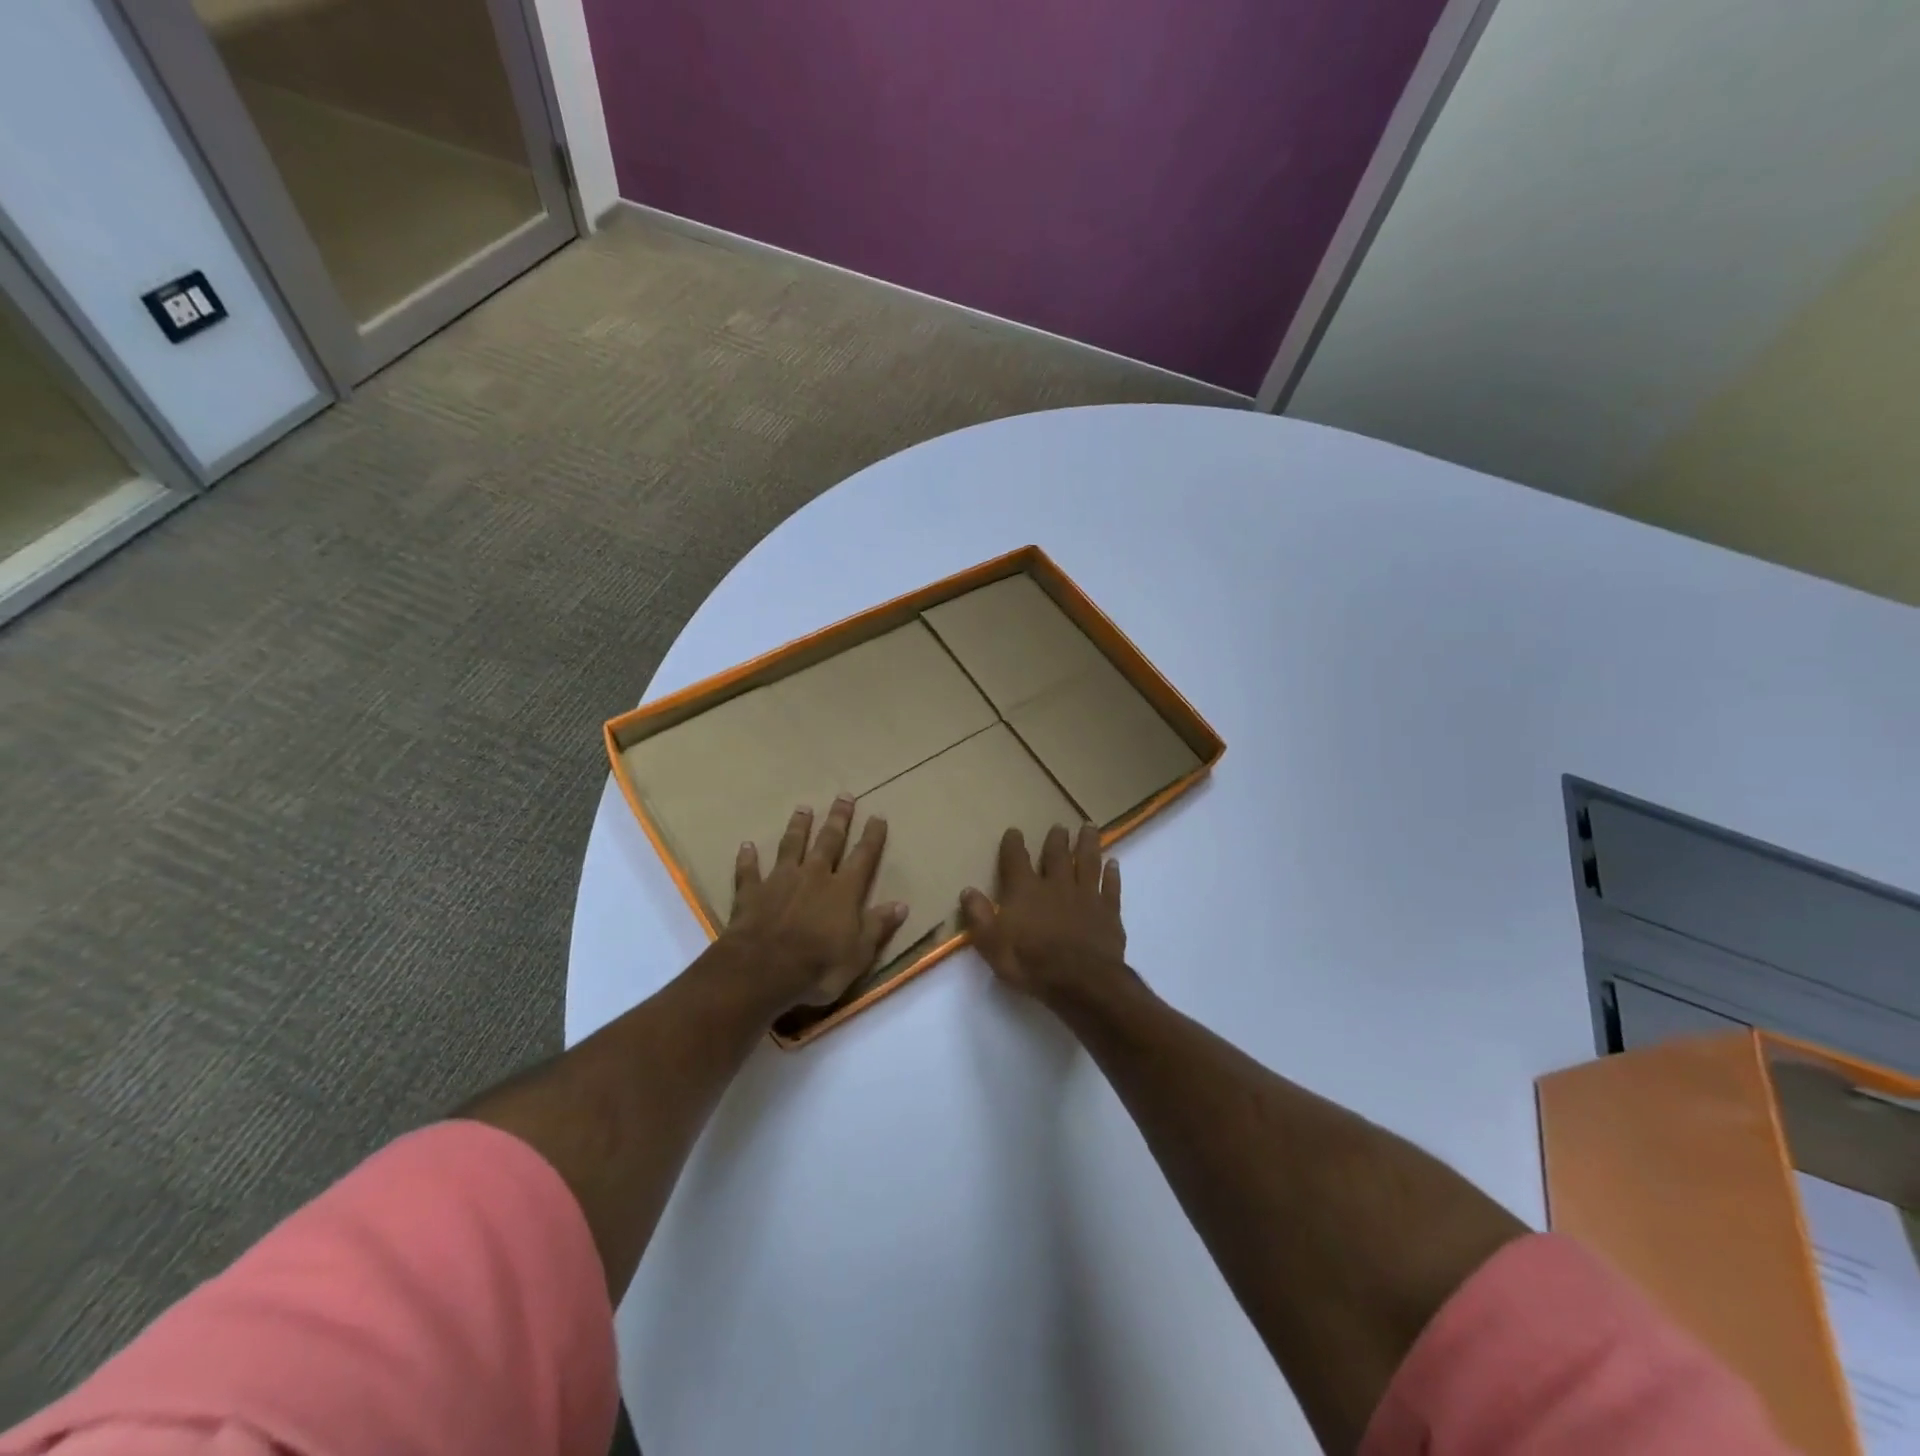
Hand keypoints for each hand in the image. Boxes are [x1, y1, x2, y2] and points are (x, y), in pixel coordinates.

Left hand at [724, 797, 908, 1007]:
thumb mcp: (859, 954)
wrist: (761, 971)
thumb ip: (878, 926)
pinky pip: (749, 871)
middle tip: (844, 796)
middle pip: (828, 841)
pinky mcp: (752, 893)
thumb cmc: (818, 967)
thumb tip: (901, 905)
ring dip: (798, 827)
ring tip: (803, 808)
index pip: (863, 857)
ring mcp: (780, 881)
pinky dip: (748, 858)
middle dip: (838, 818)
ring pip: (791, 846)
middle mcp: (814, 877)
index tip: (878, 816)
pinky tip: (746, 846)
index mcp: (843, 890)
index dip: (872, 837)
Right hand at [961, 823, 1125, 1000]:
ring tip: (1089, 828)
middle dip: (1056, 839)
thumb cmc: (1031, 963)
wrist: (1081, 981)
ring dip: (1088, 844)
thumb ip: (979, 916)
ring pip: (1088, 862)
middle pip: (1057, 855)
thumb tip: (967, 890)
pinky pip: (1111, 886)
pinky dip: (1112, 874)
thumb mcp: (992, 945)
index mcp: (1025, 891)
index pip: (1016, 860)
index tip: (1014, 831)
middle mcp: (1056, 885)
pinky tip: (1114, 864)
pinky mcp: (1109, 911)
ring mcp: (1086, 896)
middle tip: (1059, 826)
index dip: (1013, 844)